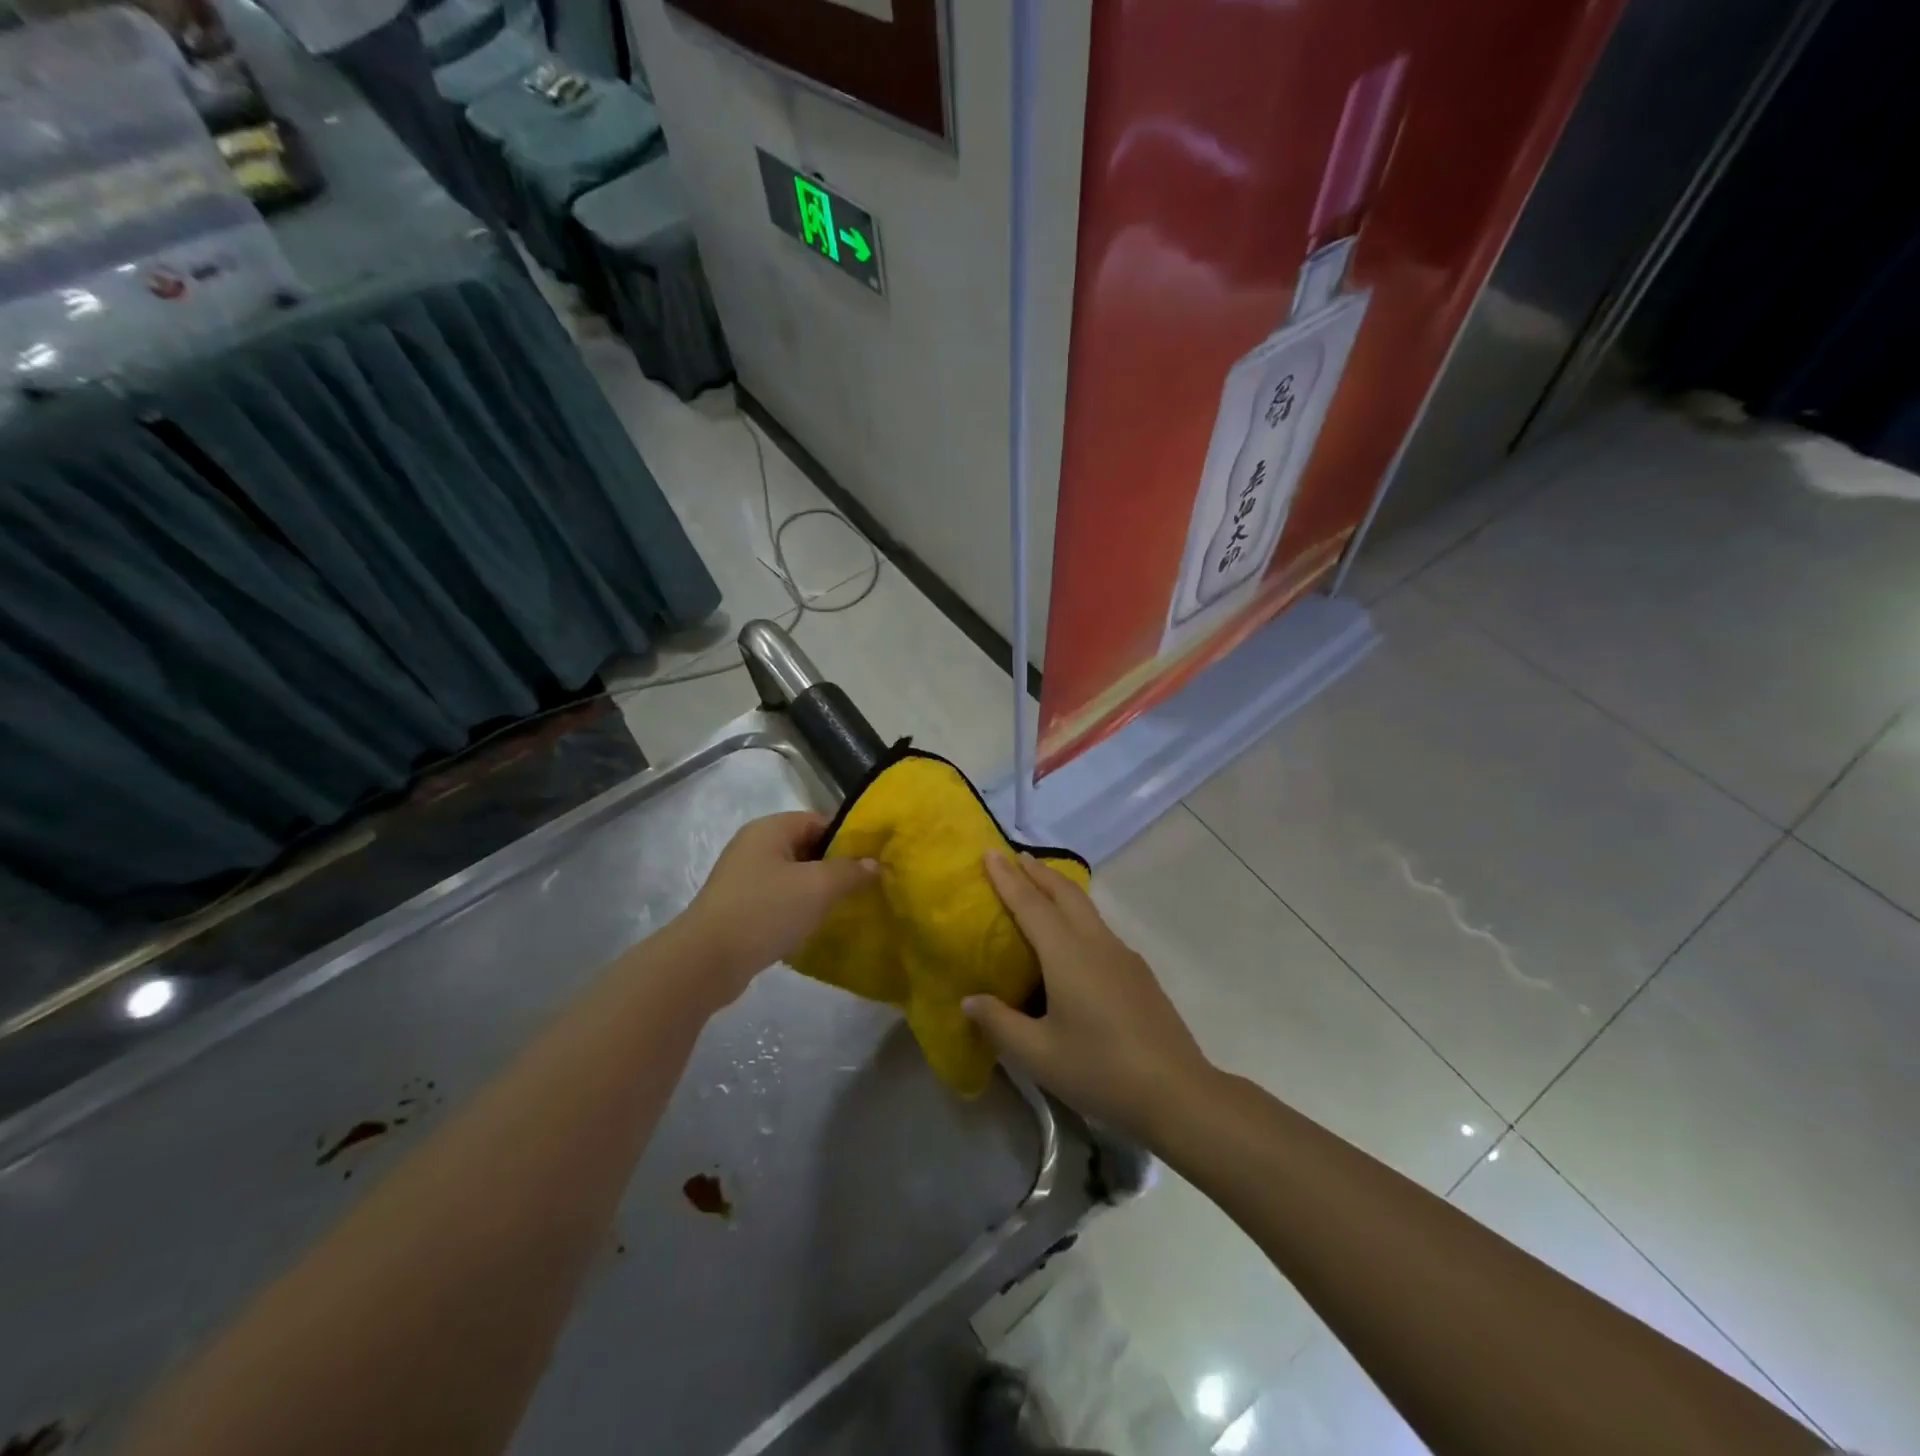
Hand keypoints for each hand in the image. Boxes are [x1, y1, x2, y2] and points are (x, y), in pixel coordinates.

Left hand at [683, 812, 876, 1000]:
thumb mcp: (818, 887)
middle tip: (863, 887)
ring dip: (816, 891)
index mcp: (770, 829)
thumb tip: (873, 863)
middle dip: (835, 866)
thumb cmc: (765, 911)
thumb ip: (850, 871)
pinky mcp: (738, 908)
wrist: (706, 962)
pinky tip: (813, 927)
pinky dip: (797, 909)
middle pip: (806, 847)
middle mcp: (754, 846)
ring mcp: (743, 878)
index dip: (848, 838)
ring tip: (843, 909)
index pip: (819, 821)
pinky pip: (778, 900)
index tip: (871, 861)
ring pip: (793, 876)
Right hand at [967, 852, 1212, 1142]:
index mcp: (1068, 955)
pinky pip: (1100, 928)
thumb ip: (1000, 1023)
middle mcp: (1096, 944)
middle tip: (1015, 857)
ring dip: (1060, 890)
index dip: (1007, 879)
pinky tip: (1073, 939)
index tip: (989, 852)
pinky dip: (1077, 915)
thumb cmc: (1100, 1070)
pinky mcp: (1138, 973)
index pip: (1031, 905)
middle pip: (1065, 894)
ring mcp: (1123, 956)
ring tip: (1040, 887)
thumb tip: (969, 1000)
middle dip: (1039, 872)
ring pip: (1087, 908)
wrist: (1177, 1092)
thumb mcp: (1039, 1054)